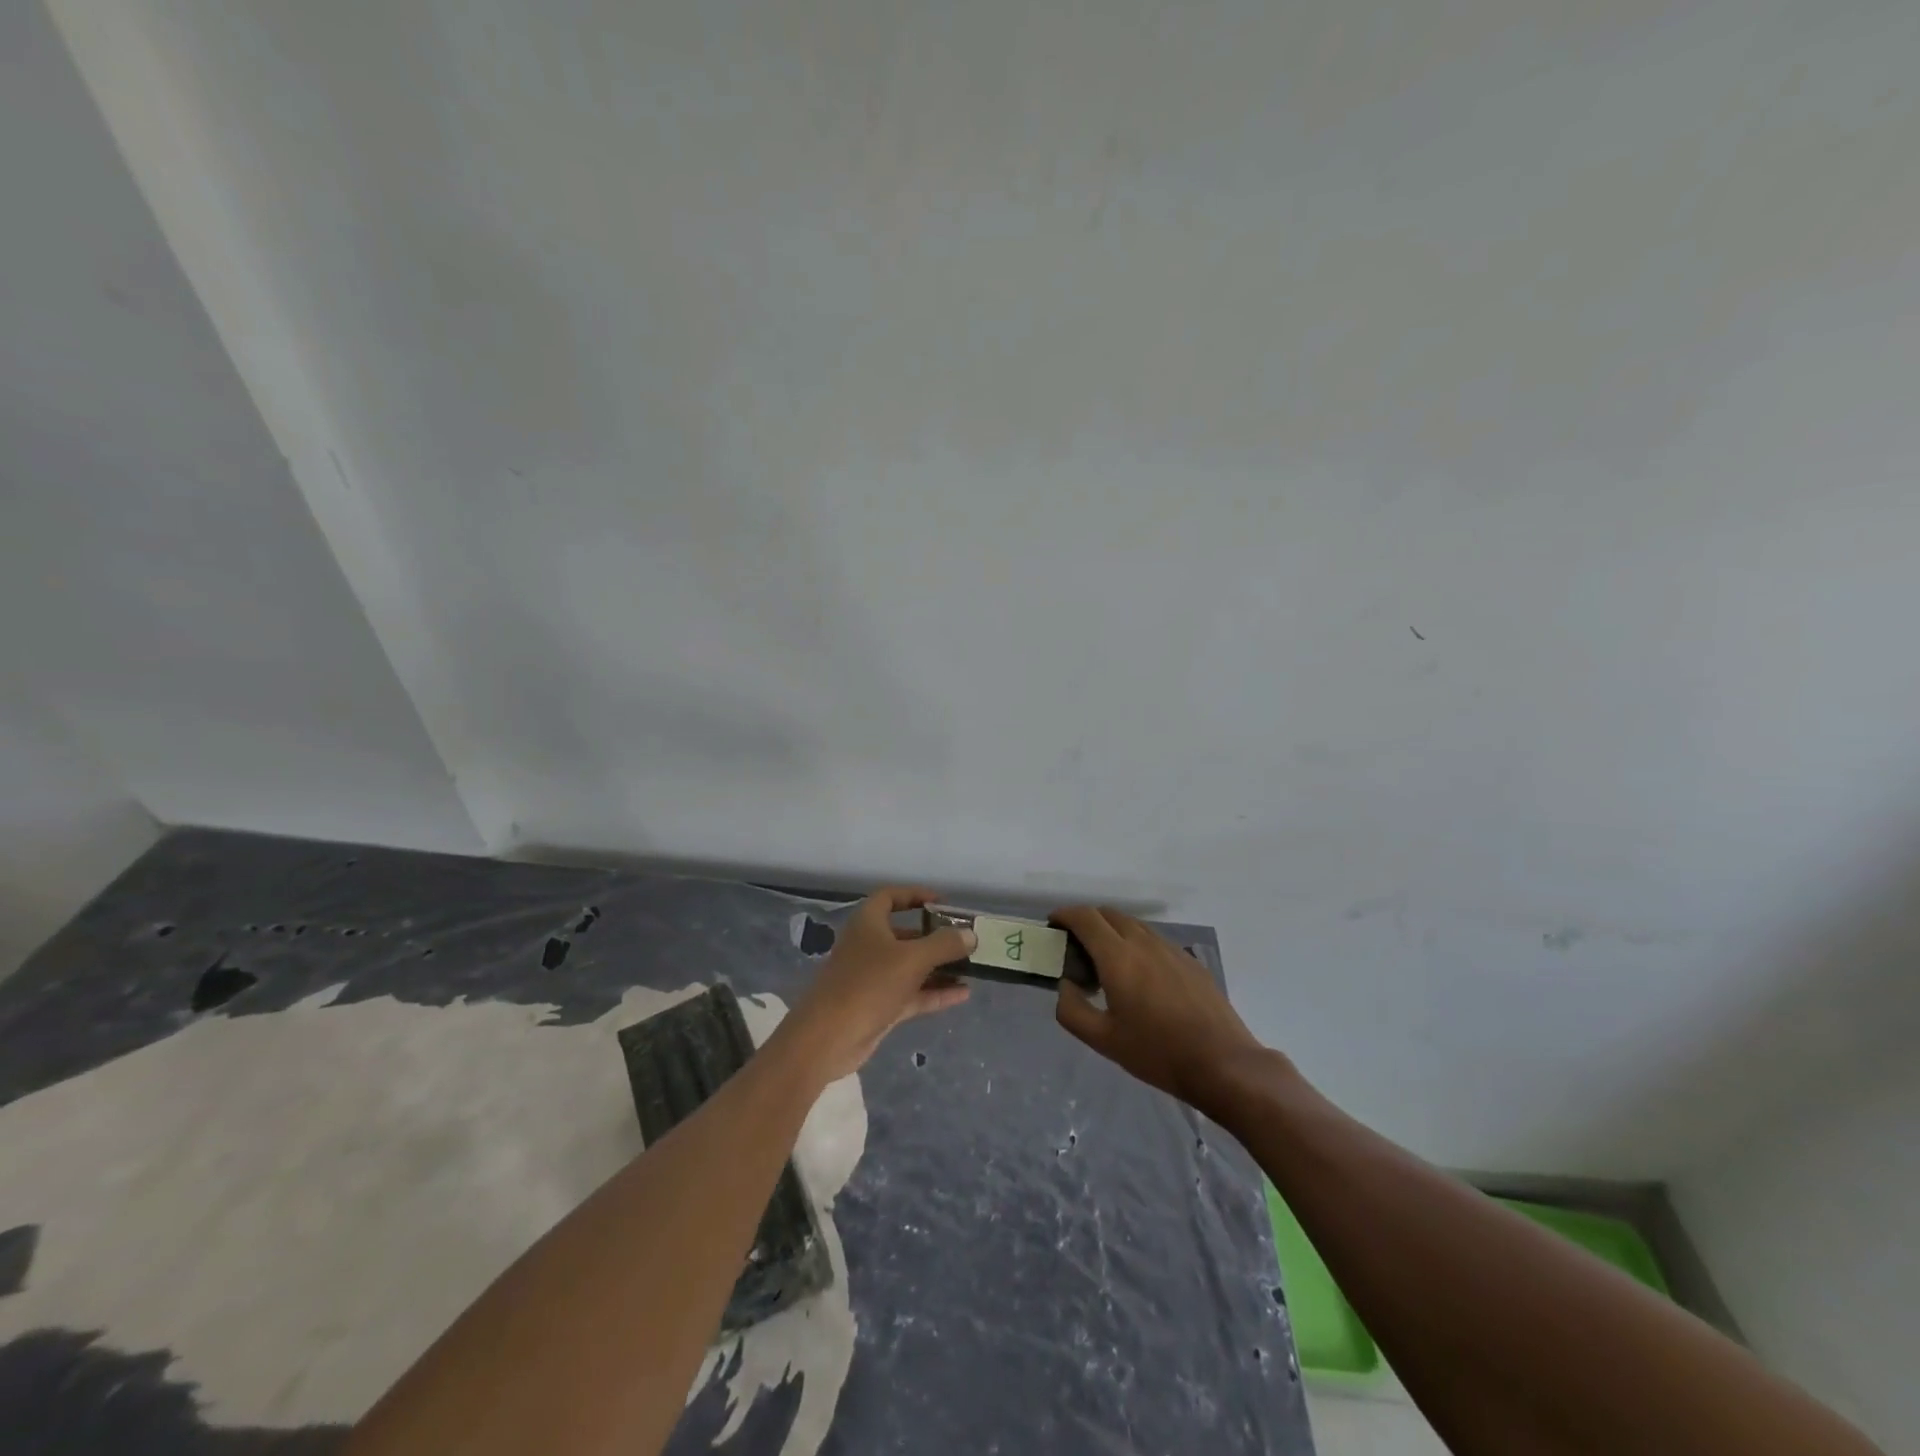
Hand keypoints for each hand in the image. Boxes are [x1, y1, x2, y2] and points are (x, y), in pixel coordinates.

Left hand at [777, 887, 974, 1084]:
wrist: (828, 1038)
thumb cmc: (868, 984)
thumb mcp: (911, 959)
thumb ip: (944, 945)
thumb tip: (970, 935)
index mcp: (868, 923)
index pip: (890, 897)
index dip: (915, 895)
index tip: (942, 903)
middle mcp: (869, 946)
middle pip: (905, 934)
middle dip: (934, 937)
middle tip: (964, 941)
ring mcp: (873, 978)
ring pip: (910, 966)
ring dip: (938, 967)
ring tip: (971, 968)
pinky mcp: (878, 1006)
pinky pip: (912, 993)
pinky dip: (934, 992)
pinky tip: (963, 994)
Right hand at [1051, 906, 1263, 1115]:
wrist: (1223, 1064)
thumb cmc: (1157, 1053)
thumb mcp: (1103, 1040)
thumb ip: (1072, 1009)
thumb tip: (1066, 985)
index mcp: (1118, 957)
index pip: (1085, 917)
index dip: (1065, 915)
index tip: (1053, 926)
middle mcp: (1144, 942)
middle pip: (1109, 914)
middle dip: (1087, 921)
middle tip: (1076, 947)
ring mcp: (1171, 949)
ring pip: (1134, 925)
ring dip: (1113, 931)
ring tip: (1107, 962)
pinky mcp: (1190, 961)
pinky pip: (1155, 940)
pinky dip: (1137, 944)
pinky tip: (1140, 976)